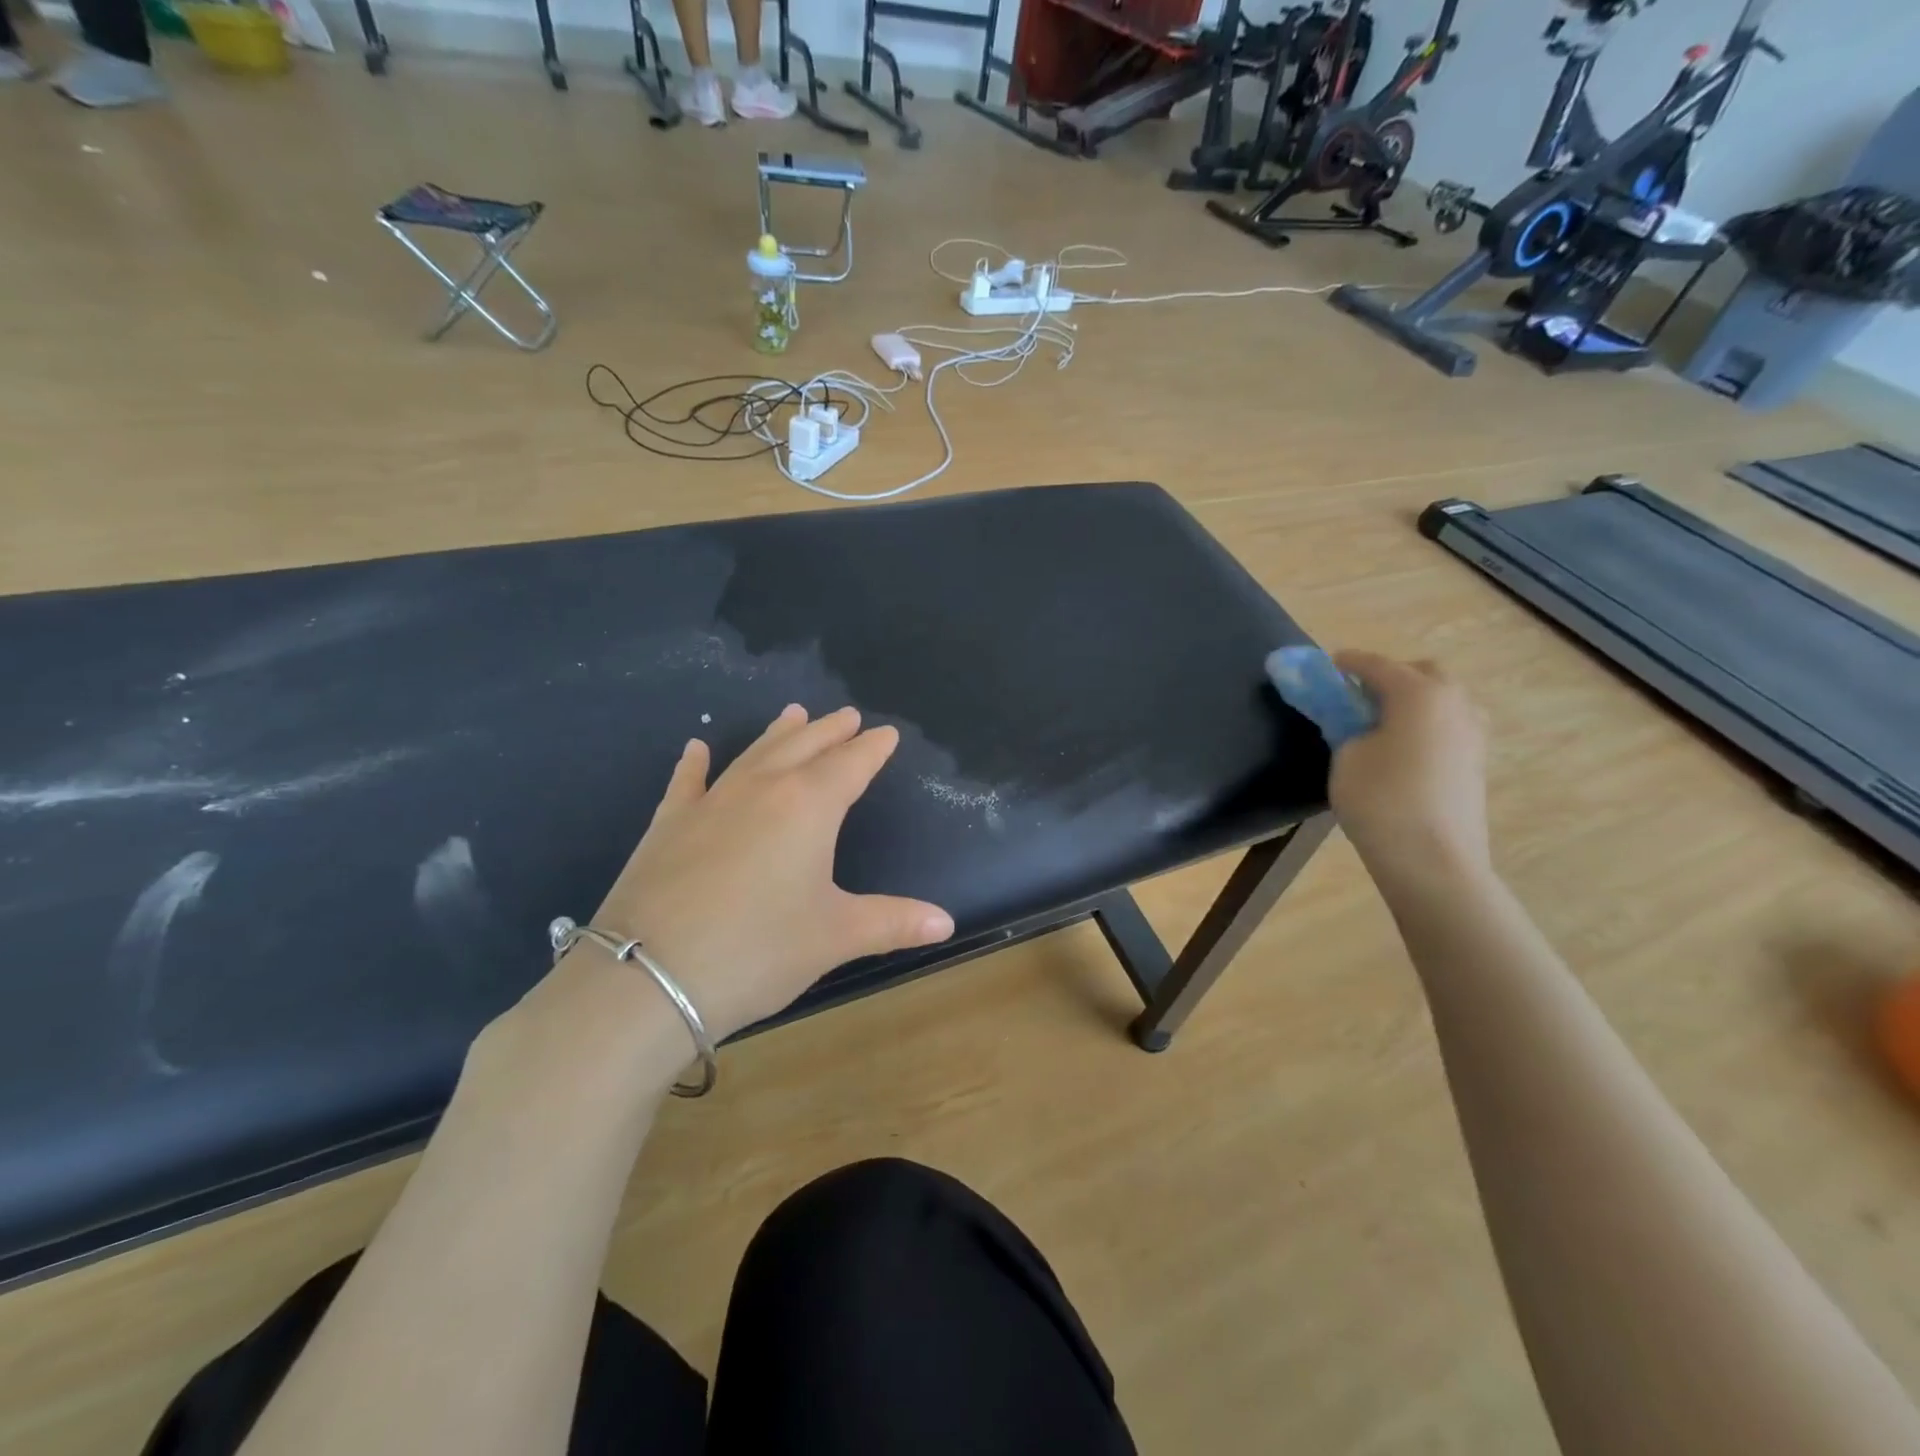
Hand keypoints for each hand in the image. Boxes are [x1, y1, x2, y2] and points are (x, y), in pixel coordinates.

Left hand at [591, 705, 954, 1043]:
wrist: (648, 977)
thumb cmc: (759, 950)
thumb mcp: (835, 937)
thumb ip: (894, 922)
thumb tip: (947, 922)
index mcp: (808, 806)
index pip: (851, 765)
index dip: (872, 749)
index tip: (887, 734)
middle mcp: (762, 789)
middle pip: (804, 747)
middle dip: (830, 731)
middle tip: (848, 715)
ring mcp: (710, 803)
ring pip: (753, 754)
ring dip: (777, 733)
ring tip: (794, 713)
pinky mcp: (668, 825)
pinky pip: (687, 782)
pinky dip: (694, 763)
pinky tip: (696, 747)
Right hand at [1328, 652, 1489, 884]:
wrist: (1432, 860)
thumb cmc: (1380, 800)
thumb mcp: (1346, 756)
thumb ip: (1348, 727)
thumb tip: (1357, 723)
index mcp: (1419, 693)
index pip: (1377, 665)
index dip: (1349, 662)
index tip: (1329, 663)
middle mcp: (1454, 703)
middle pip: (1423, 673)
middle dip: (1391, 675)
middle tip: (1359, 694)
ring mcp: (1473, 733)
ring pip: (1443, 698)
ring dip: (1413, 699)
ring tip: (1381, 721)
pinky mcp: (1477, 761)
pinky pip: (1450, 725)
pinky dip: (1426, 723)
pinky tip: (1403, 746)